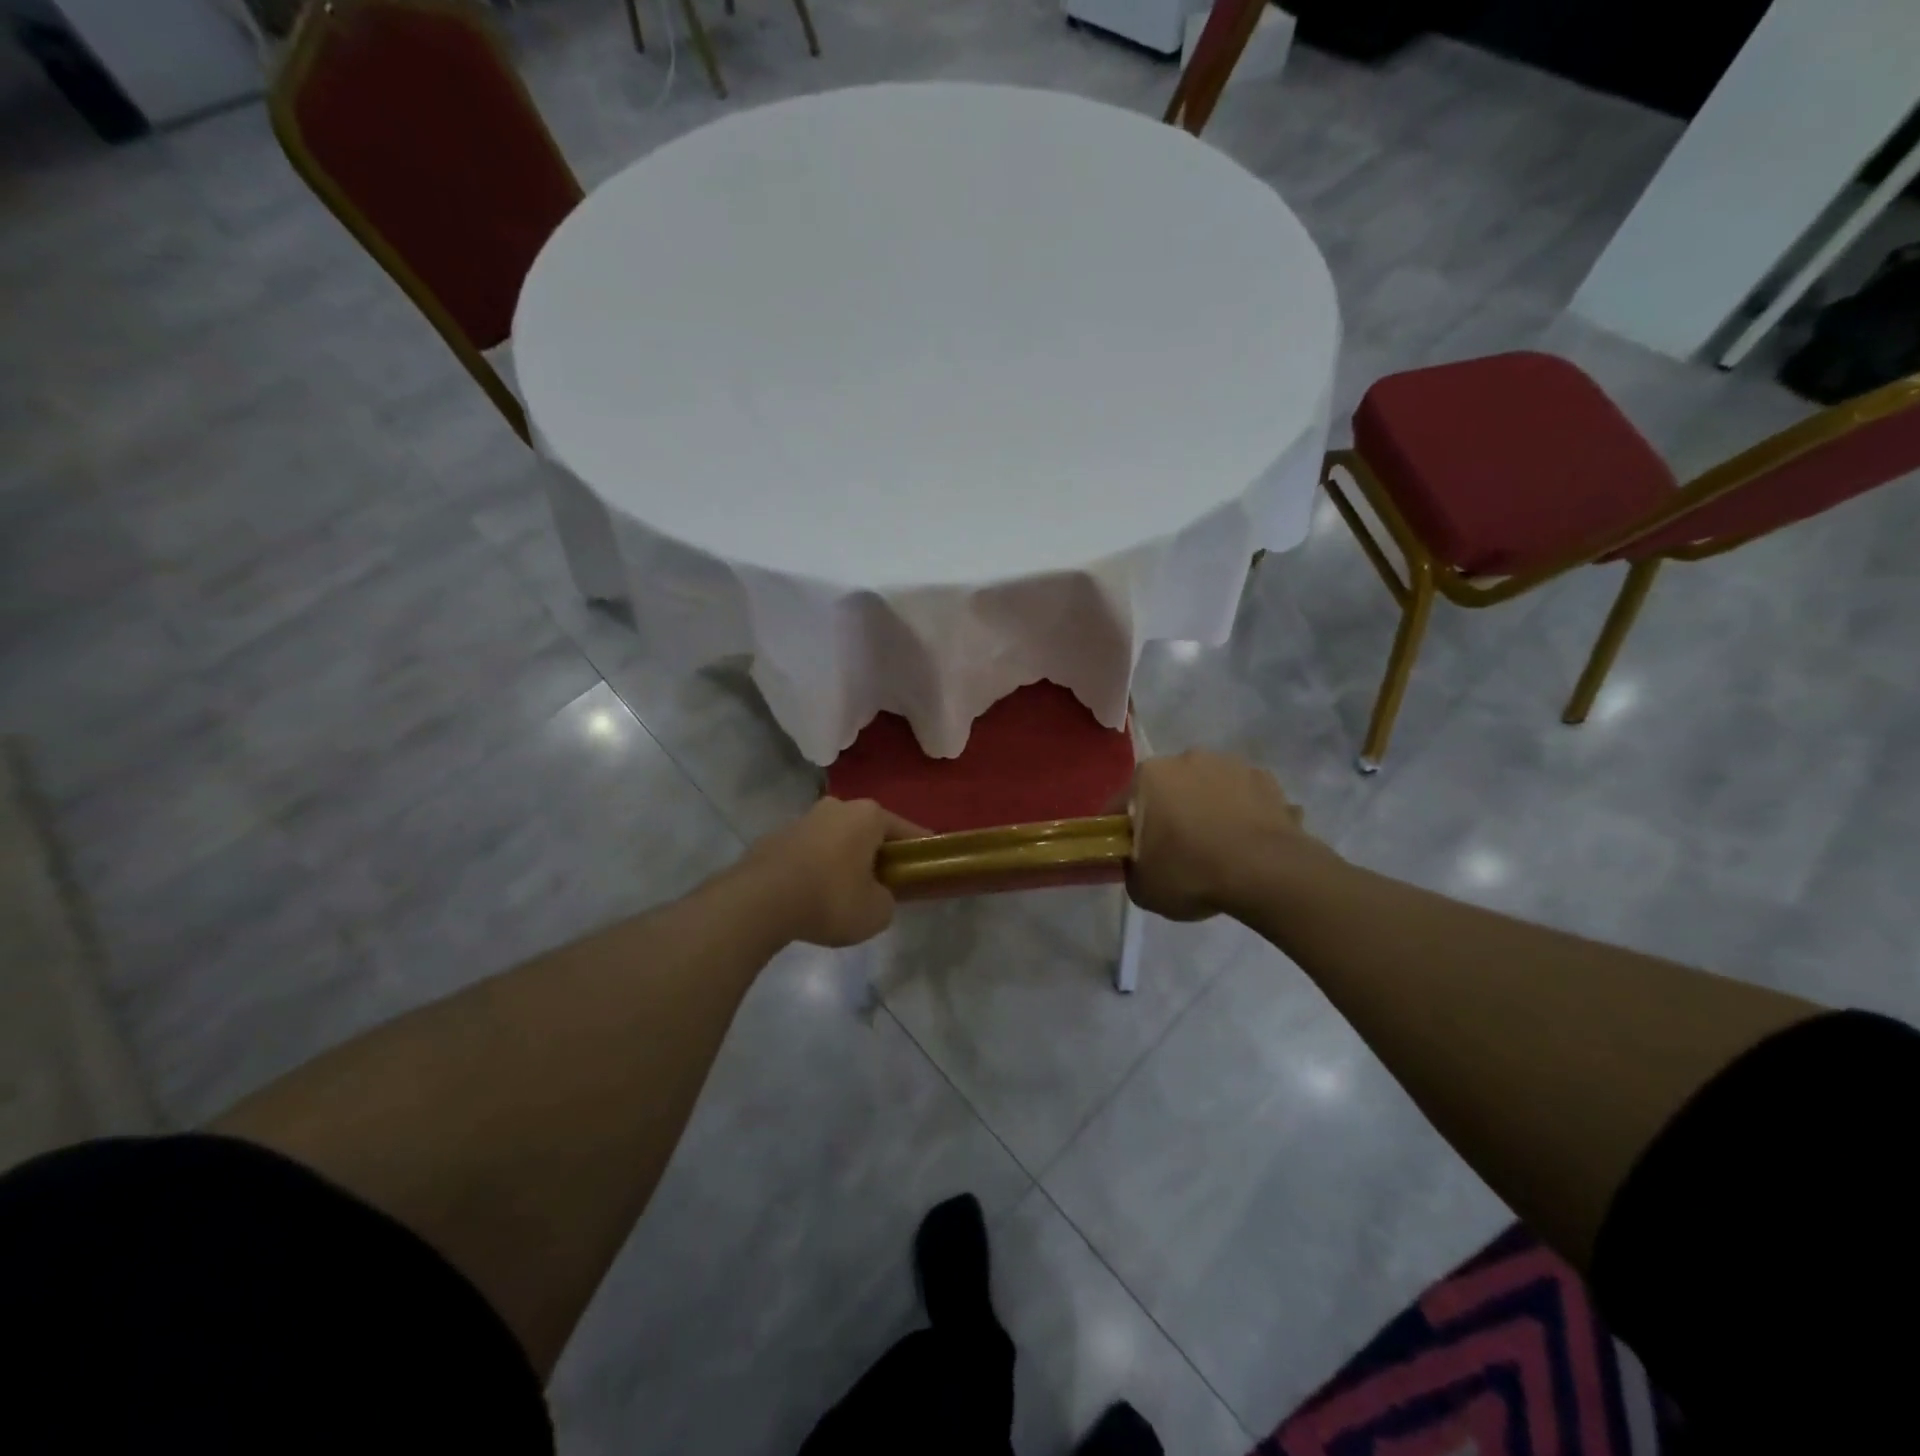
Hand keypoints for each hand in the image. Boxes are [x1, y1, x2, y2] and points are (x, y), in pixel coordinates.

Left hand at [736, 798, 925, 947]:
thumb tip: (876, 895)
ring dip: (843, 861)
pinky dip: (815, 869)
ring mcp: (802, 819)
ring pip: (835, 840)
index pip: (906, 830)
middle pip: (867, 831)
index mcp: (868, 815)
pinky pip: (807, 853)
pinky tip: (811, 896)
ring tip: (843, 894)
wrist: (759, 902)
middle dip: (877, 854)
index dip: (919, 851)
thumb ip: (886, 899)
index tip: (925, 868)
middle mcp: (836, 807)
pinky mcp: (774, 838)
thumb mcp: (876, 912)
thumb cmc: (830, 898)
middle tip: (883, 884)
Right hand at [1125, 751, 1325, 920]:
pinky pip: (1246, 799)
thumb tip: (1140, 864)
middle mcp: (1187, 759)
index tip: (1132, 857)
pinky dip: (1244, 816)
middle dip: (1169, 815)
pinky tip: (1249, 846)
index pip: (1122, 806)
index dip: (1123, 834)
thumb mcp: (1143, 887)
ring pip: (1210, 790)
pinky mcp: (1268, 781)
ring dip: (1209, 811)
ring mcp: (1232, 766)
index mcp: (1148, 775)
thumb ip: (1132, 869)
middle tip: (1177, 854)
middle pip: (1168, 790)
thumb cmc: (1191, 872)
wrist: (1266, 872)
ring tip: (1220, 850)